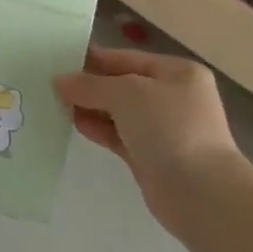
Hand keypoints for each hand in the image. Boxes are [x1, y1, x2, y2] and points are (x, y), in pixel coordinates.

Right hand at [53, 46, 246, 234]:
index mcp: (177, 72)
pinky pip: (119, 135)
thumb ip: (91, 85)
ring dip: (91, 107)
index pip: (128, 58)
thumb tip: (60, 81)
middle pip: (123, 85)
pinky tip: (74, 124)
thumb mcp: (127, 94)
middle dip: (90, 85)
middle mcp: (173, 97)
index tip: (60, 59)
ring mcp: (164, 129)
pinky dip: (98, 129)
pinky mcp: (151, 157)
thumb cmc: (169, 128)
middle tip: (52, 84)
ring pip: (119, 112)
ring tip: (56, 103)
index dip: (95, 59)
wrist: (200, 193)